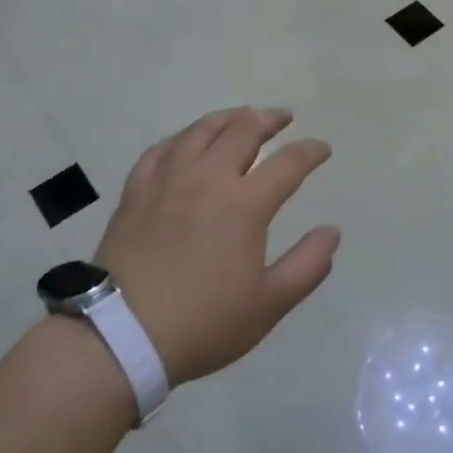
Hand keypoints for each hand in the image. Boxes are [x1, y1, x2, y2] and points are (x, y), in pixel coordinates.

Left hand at [96, 108, 339, 385]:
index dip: (310, 151)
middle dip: (269, 119)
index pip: (288, 163)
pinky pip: (161, 149)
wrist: (120, 336)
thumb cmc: (203, 322)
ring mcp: (167, 181)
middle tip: (284, 117)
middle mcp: (208, 179)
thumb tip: (332, 231)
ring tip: (241, 116)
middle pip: (243, 131)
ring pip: (201, 130)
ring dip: (228, 117)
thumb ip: (307, 265)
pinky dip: (182, 138)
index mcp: (245, 204)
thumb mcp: (268, 304)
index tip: (322, 149)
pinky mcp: (136, 192)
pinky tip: (186, 141)